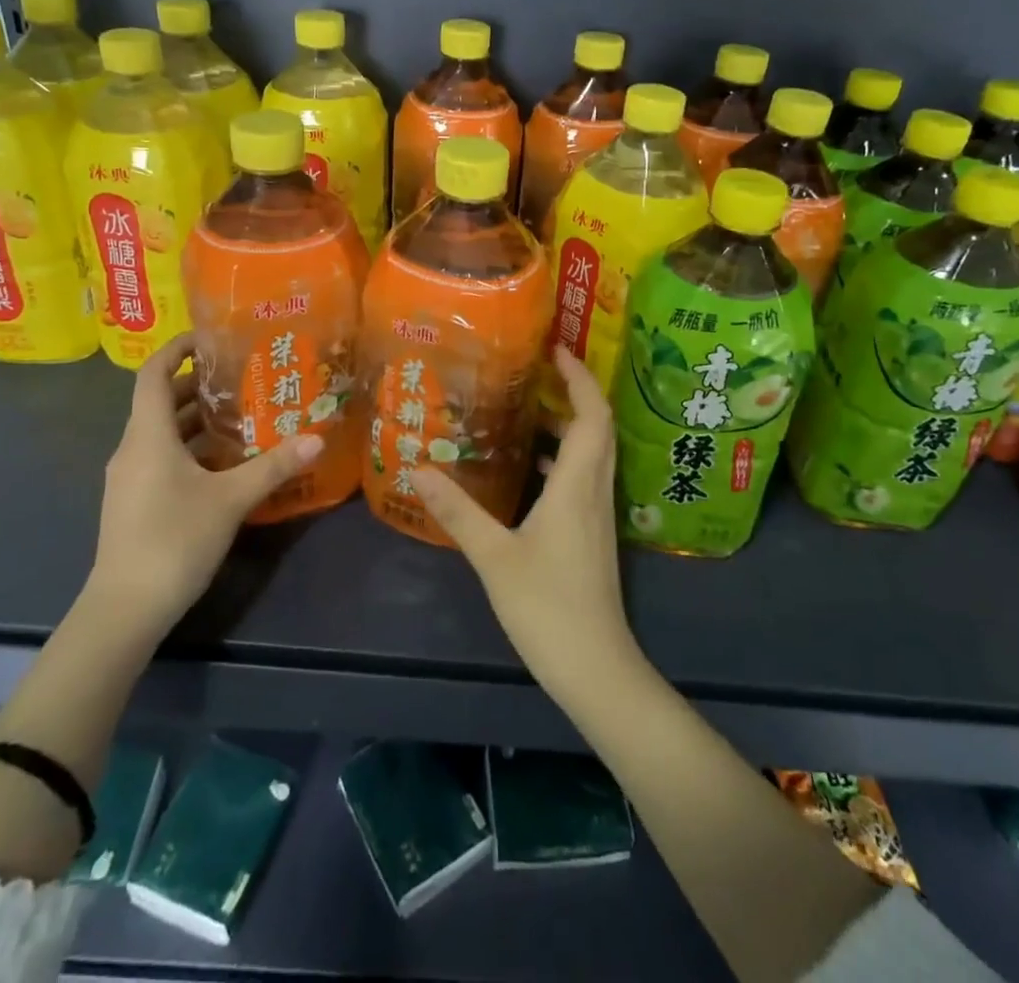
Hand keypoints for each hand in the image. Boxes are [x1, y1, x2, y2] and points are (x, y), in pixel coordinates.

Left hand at [89, 336, 322, 629]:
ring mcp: (129, 479)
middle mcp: (131, 450)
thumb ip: (273, 466)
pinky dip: (188, 448)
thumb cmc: (174, 540)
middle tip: (240, 376)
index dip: (175, 349)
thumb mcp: (231, 499)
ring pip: (161, 433)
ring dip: (194, 420)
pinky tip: (223, 463)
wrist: (124, 610)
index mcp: (147, 436)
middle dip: (196, 385)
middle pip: (159, 402)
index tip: (208, 338)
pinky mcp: (133, 502)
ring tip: (239, 413)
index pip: (152, 374)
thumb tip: (317, 437)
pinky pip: (160, 458)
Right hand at [412, 347, 643, 705]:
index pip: (593, 415)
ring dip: (569, 425)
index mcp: (578, 485)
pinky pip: (583, 478)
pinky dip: (563, 459)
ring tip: (527, 410)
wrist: (596, 668)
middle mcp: (595, 490)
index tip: (557, 350)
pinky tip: (531, 468)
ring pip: (593, 453)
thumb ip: (458, 512)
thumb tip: (419, 468)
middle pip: (599, 427)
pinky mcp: (592, 534)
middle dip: (575, 392)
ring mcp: (597, 514)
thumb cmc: (548, 607)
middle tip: (538, 371)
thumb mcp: (494, 556)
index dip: (580, 378)